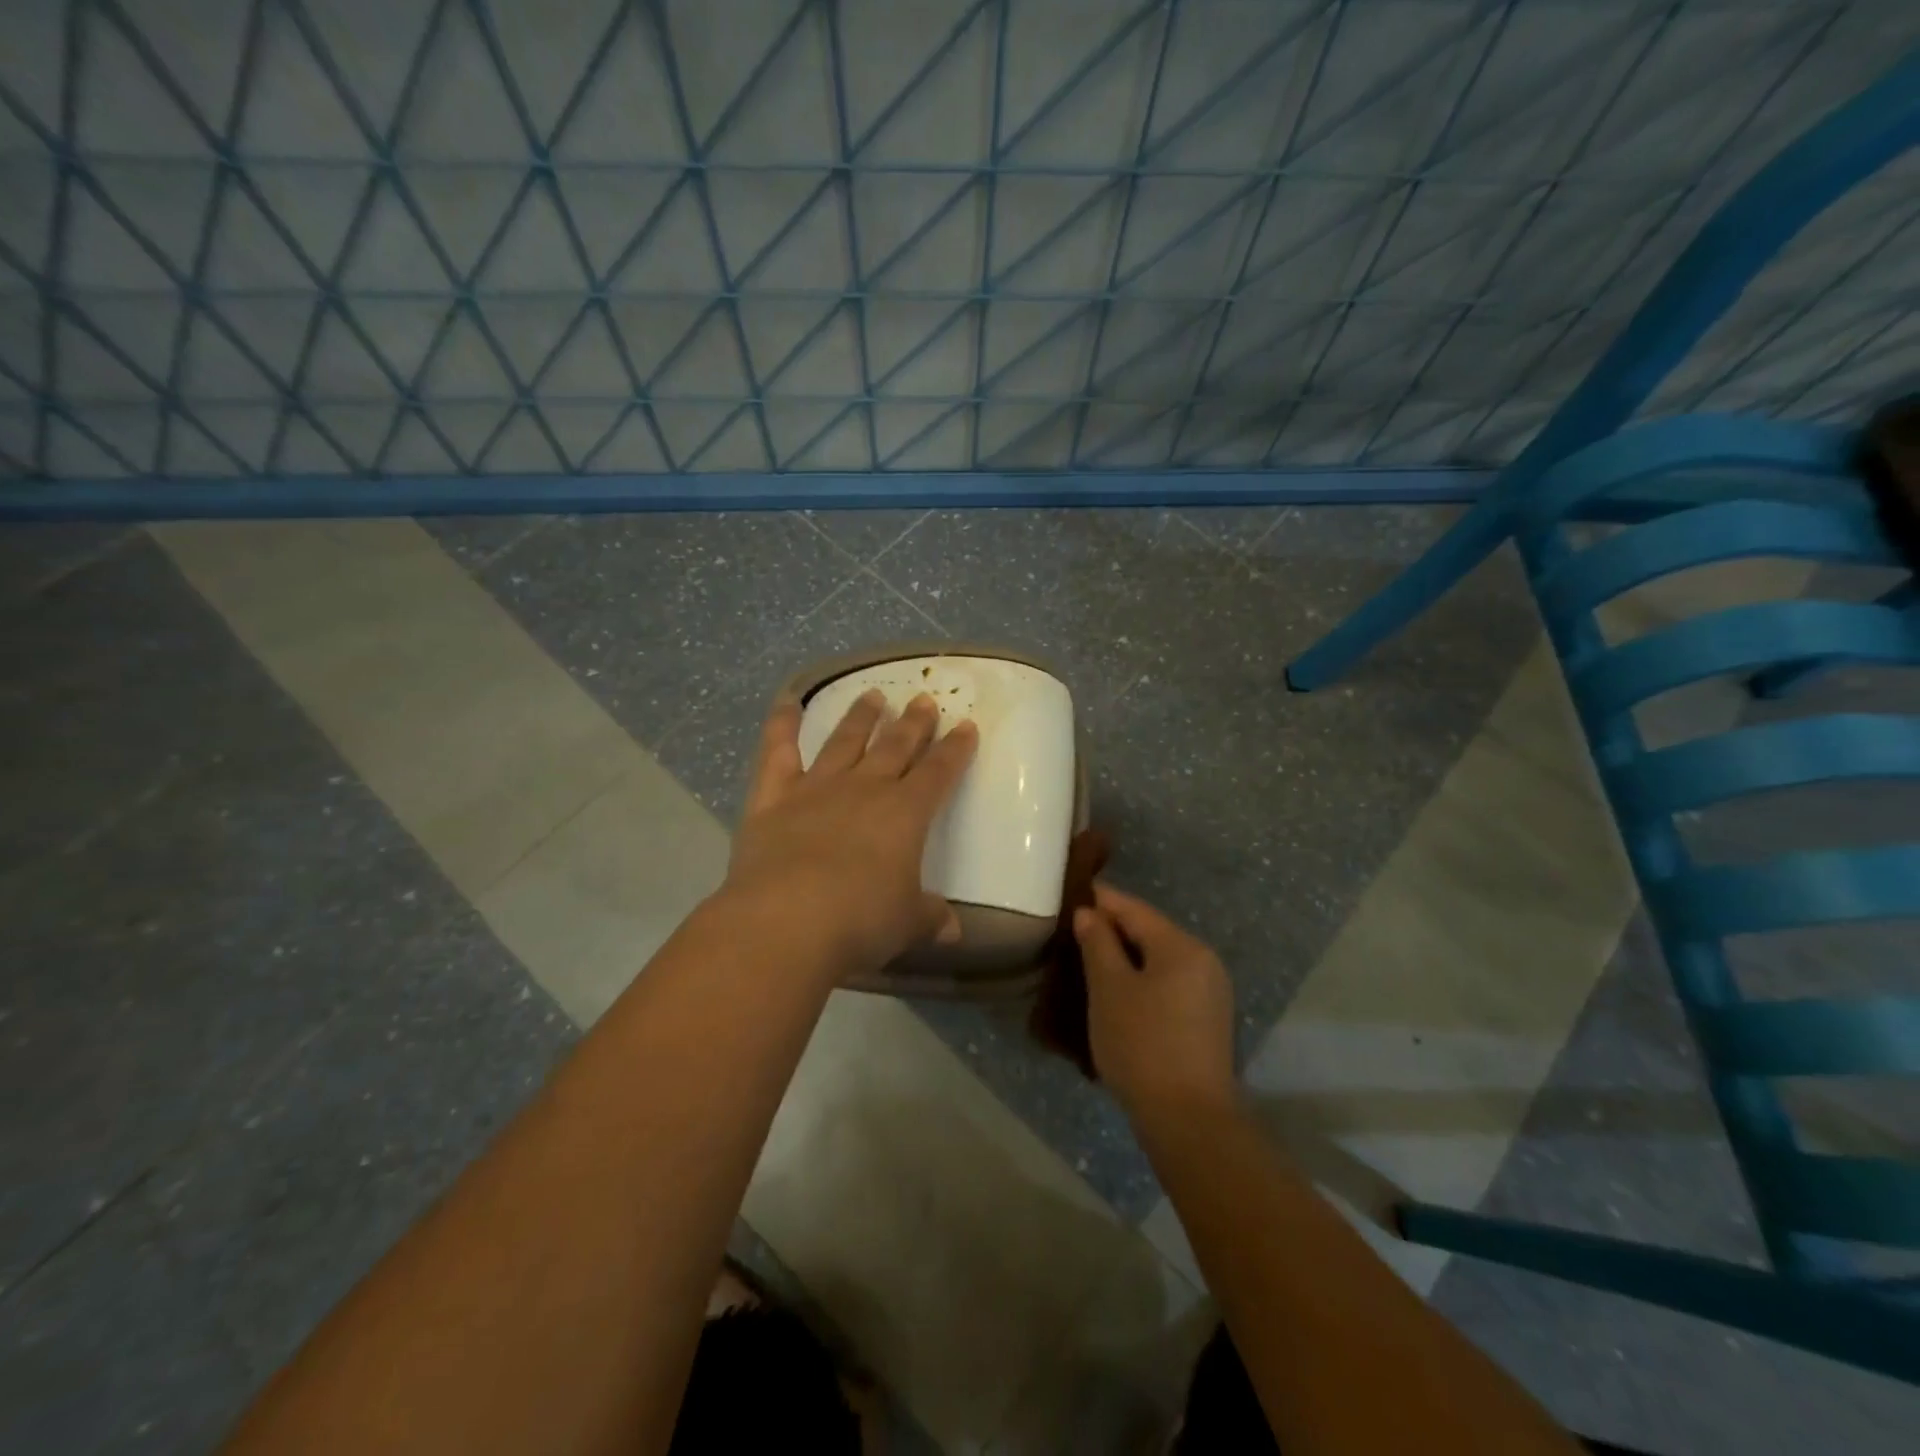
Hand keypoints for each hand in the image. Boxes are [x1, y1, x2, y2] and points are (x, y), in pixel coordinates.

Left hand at [722, 688, 977, 980]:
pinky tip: (787, 700)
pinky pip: (776, 752)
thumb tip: (953, 932)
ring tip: (872, 694)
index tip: (966, 726)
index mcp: (905, 814)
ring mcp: (815, 789)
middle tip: (923, 700)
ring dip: (860, 716)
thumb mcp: (907, 924)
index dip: (955, 750)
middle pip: (895, 747)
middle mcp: (864, 789)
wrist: (785, 923)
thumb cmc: (859, 922)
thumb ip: (930, 919)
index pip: (939, 772)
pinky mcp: (772, 798)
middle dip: (913, 724)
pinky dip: (781, 724)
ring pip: (844, 741)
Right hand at [1074, 883, 1237, 1119]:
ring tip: (1088, 962)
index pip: (1134, 909)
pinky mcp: (1206, 1020)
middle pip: (1150, 932)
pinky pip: (1168, 984)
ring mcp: (1210, 992)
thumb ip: (1098, 944)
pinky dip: (1141, 981)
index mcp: (1182, 946)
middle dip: (1112, 930)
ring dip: (1125, 958)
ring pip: (1159, 960)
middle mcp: (1203, 961)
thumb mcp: (1109, 990)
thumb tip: (1089, 913)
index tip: (1072, 892)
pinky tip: (1116, 993)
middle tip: (1073, 931)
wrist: (1189, 1120)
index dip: (1101, 899)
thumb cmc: (1142, 1044)